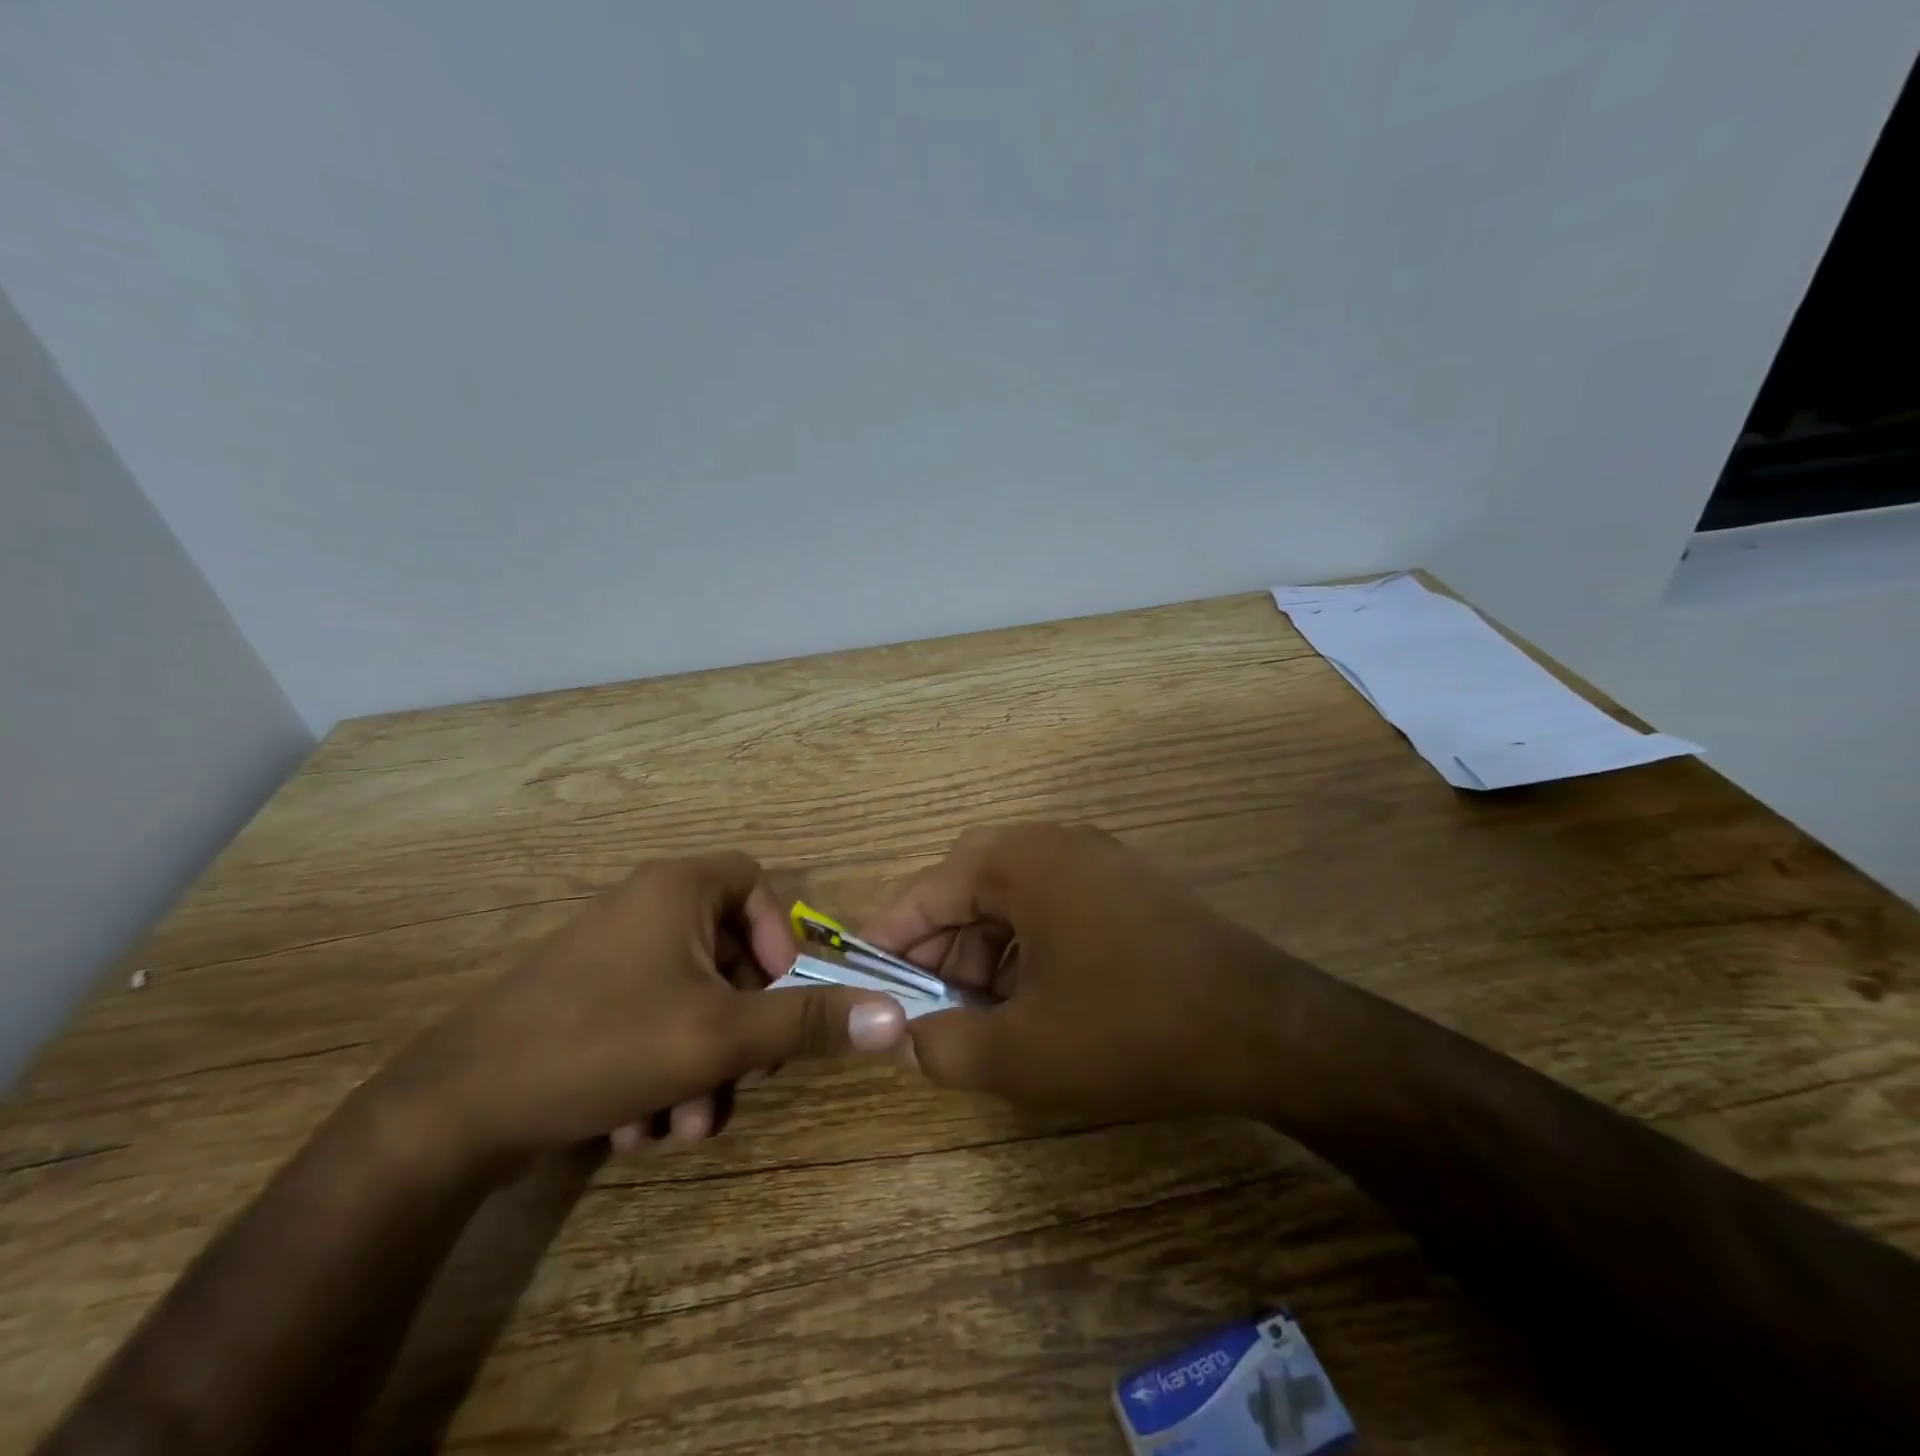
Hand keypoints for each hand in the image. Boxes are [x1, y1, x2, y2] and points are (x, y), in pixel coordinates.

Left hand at [397, 853, 906, 1164]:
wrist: (449, 1114)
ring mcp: (612, 958)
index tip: (776, 993)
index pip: (757, 883)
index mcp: (678, 890)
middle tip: (735, 1083)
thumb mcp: (720, 1037)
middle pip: (731, 958)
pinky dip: (660, 1074)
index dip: (780, 936)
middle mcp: (646, 909)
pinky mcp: (587, 1003)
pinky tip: (634, 1129)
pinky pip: (652, 1024)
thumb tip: (896, 1015)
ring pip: (693, 1004)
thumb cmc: (601, 1045)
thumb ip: (808, 1022)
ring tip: (677, 1127)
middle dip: (739, 1034)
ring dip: (701, 1071)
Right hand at [861, 823, 1304, 1118]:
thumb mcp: (1020, 1053)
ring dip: (985, 956)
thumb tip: (906, 1036)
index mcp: (1020, 860)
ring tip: (979, 1018)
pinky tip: (1033, 1004)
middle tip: (923, 1010)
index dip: (888, 937)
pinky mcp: (1128, 889)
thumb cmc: (1128, 1029)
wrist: (1264, 1028)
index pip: (928, 890)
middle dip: (940, 952)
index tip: (860, 976)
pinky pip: (1053, 910)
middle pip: (969, 890)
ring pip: (1013, 903)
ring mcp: (1098, 861)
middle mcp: (1056, 843)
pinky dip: (1027, 952)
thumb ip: (941, 1047)